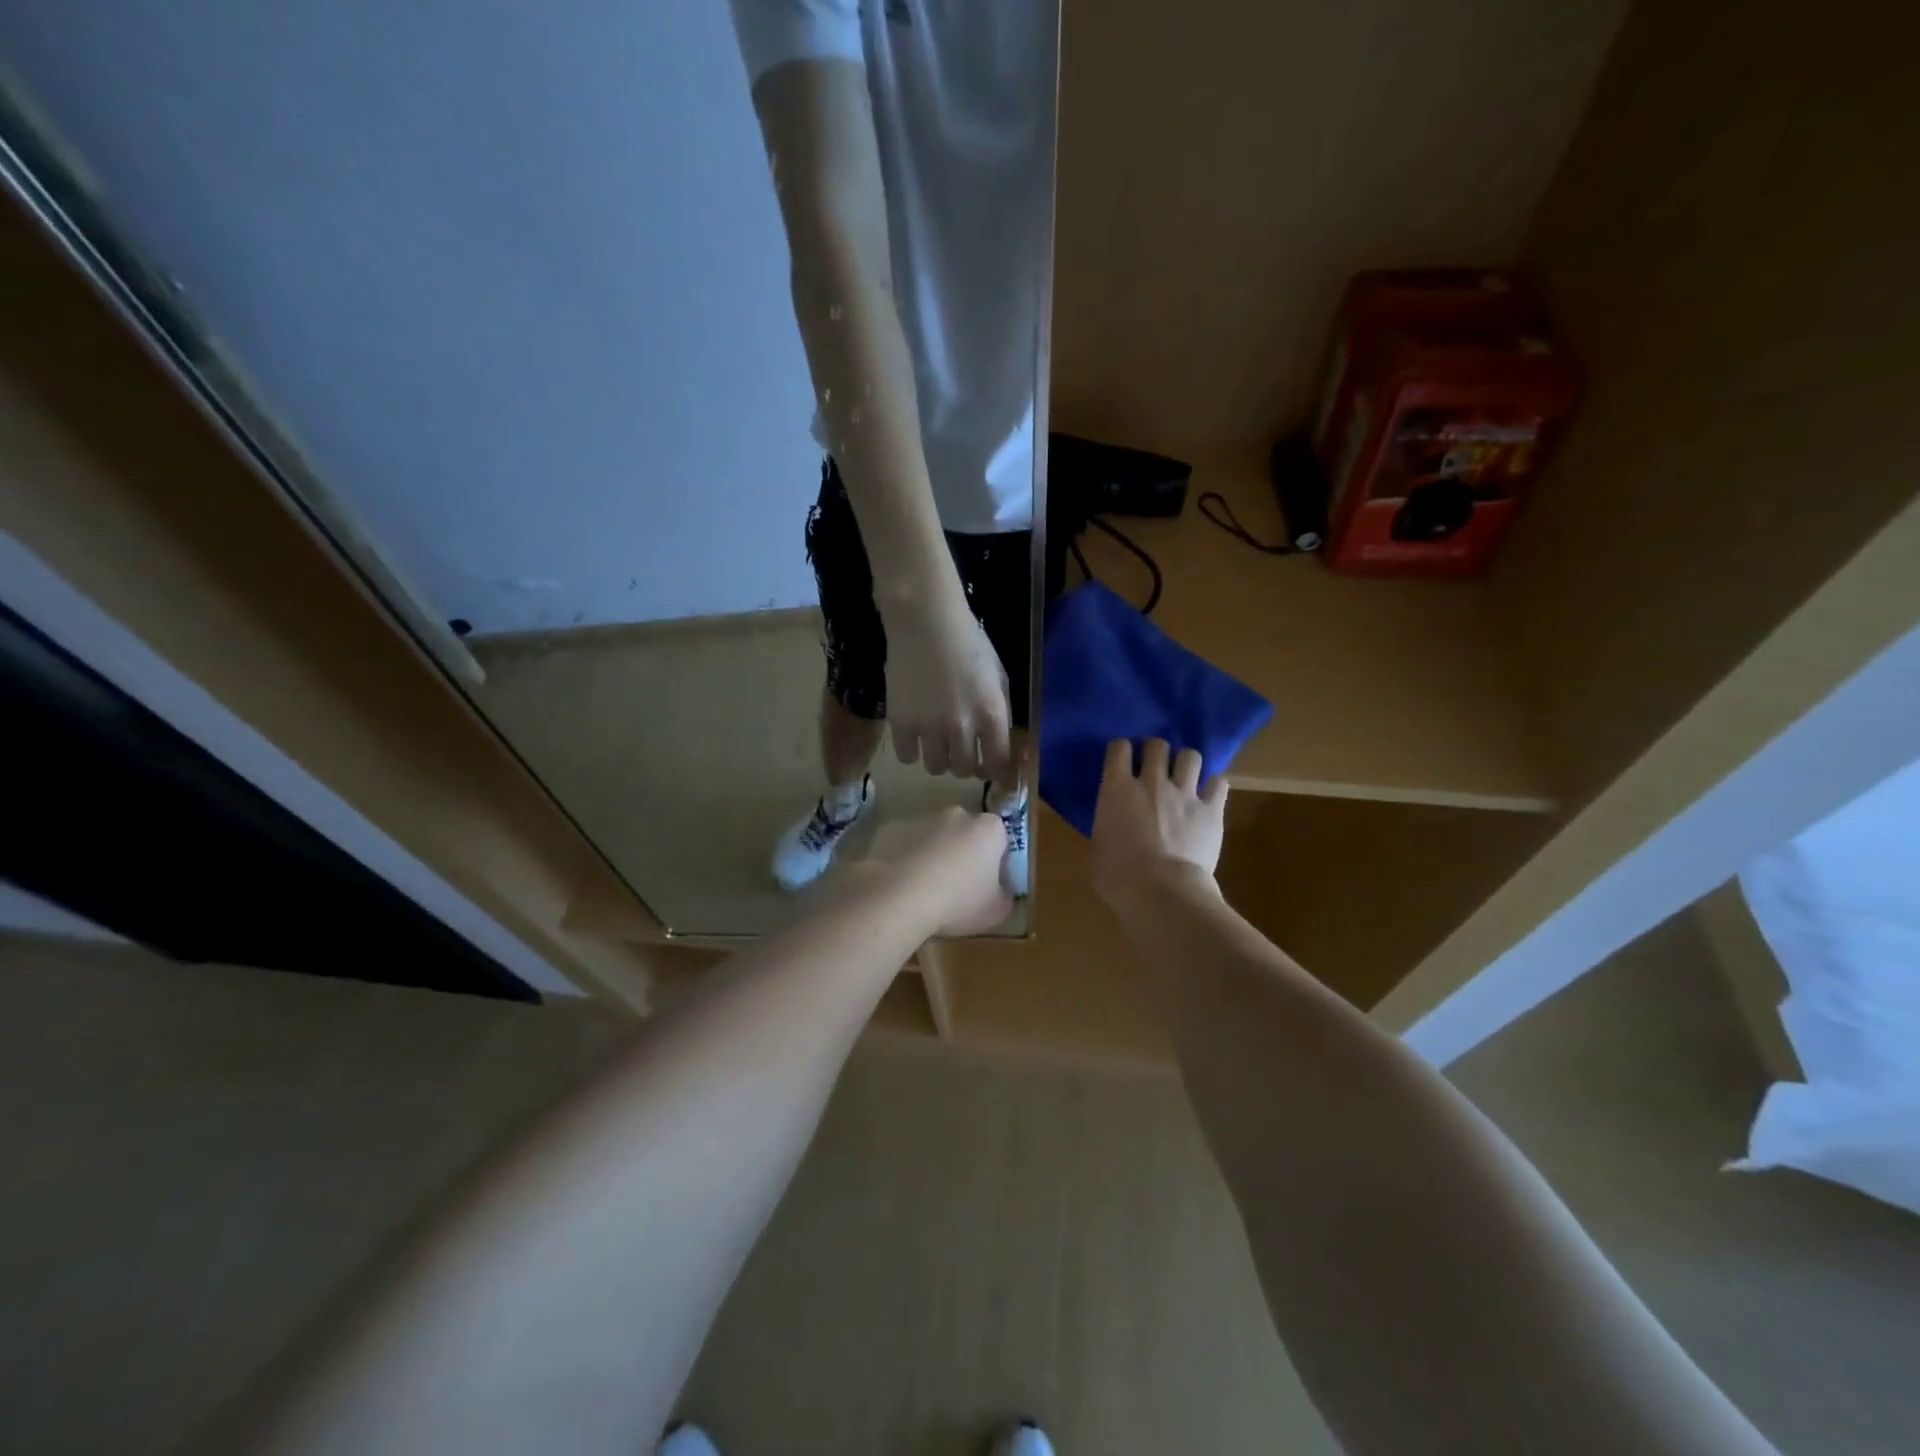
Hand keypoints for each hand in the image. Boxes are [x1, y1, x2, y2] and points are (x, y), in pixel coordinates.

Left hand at [859, 806, 1010, 936]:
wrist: (901, 897)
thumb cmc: (959, 902)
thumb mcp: (997, 911)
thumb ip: (1004, 896)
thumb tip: (1000, 892)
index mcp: (989, 829)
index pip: (1000, 839)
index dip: (996, 862)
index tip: (988, 885)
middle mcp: (958, 815)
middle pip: (966, 834)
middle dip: (964, 854)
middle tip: (958, 887)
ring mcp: (923, 819)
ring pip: (935, 838)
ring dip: (935, 856)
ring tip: (927, 890)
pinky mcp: (893, 829)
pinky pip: (908, 845)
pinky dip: (908, 859)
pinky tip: (904, 886)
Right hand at [881, 592, 1013, 781]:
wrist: (926, 621)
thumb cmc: (968, 641)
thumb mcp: (998, 674)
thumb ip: (1000, 710)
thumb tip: (999, 740)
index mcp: (991, 714)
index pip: (997, 762)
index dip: (994, 770)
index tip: (988, 766)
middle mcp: (962, 727)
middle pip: (963, 769)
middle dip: (964, 763)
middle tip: (959, 750)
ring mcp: (929, 727)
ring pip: (936, 768)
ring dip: (939, 760)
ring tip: (936, 743)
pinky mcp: (900, 722)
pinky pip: (906, 757)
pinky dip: (912, 751)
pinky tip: (914, 736)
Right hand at [1090, 738, 1227, 904]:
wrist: (1162, 890)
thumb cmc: (1118, 875)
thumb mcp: (1097, 849)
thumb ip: (1105, 829)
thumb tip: (1108, 832)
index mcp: (1117, 789)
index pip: (1118, 748)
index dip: (1121, 749)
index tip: (1122, 757)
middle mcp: (1151, 782)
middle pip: (1157, 745)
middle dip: (1155, 750)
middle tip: (1155, 763)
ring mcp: (1184, 793)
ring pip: (1190, 756)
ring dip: (1186, 762)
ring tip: (1185, 774)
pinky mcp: (1211, 809)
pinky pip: (1219, 783)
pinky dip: (1215, 786)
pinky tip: (1211, 794)